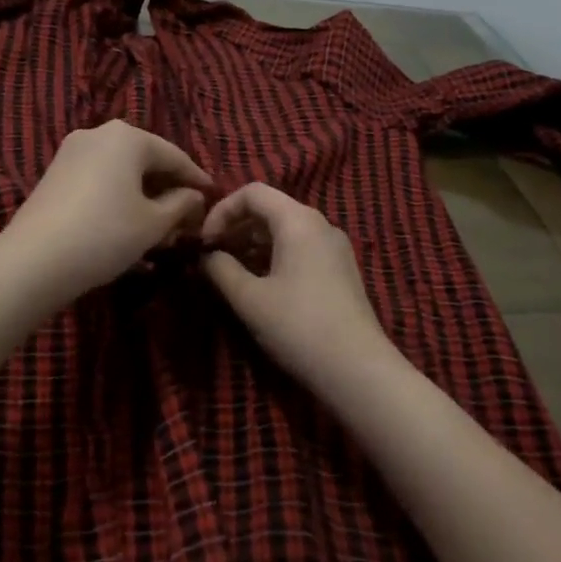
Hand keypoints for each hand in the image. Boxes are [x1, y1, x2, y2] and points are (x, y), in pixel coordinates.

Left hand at [2, 120, 214, 304]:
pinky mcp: (55, 174)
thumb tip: (194, 196)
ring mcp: (71, 152)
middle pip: (146, 160)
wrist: (34, 260)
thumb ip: (181, 204)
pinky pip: (99, 179)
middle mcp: (98, 134)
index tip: (213, 197)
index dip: (197, 179)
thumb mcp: (154, 223)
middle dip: (168, 188)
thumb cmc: (106, 234)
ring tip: (161, 225)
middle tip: (187, 216)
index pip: (174, 156)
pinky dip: (119, 197)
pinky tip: (128, 223)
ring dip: (143, 195)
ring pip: (121, 171)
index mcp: (127, 137)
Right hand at [201, 183, 392, 390]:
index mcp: (298, 220)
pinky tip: (259, 285)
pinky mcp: (340, 269)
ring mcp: (334, 247)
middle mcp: (320, 224)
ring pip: (285, 230)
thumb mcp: (249, 299)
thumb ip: (220, 269)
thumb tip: (206, 255)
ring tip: (229, 273)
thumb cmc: (298, 327)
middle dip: (236, 227)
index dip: (221, 210)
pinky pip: (300, 248)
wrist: (357, 369)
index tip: (204, 242)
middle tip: (212, 257)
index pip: (252, 192)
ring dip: (253, 244)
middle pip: (270, 208)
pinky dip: (274, 256)